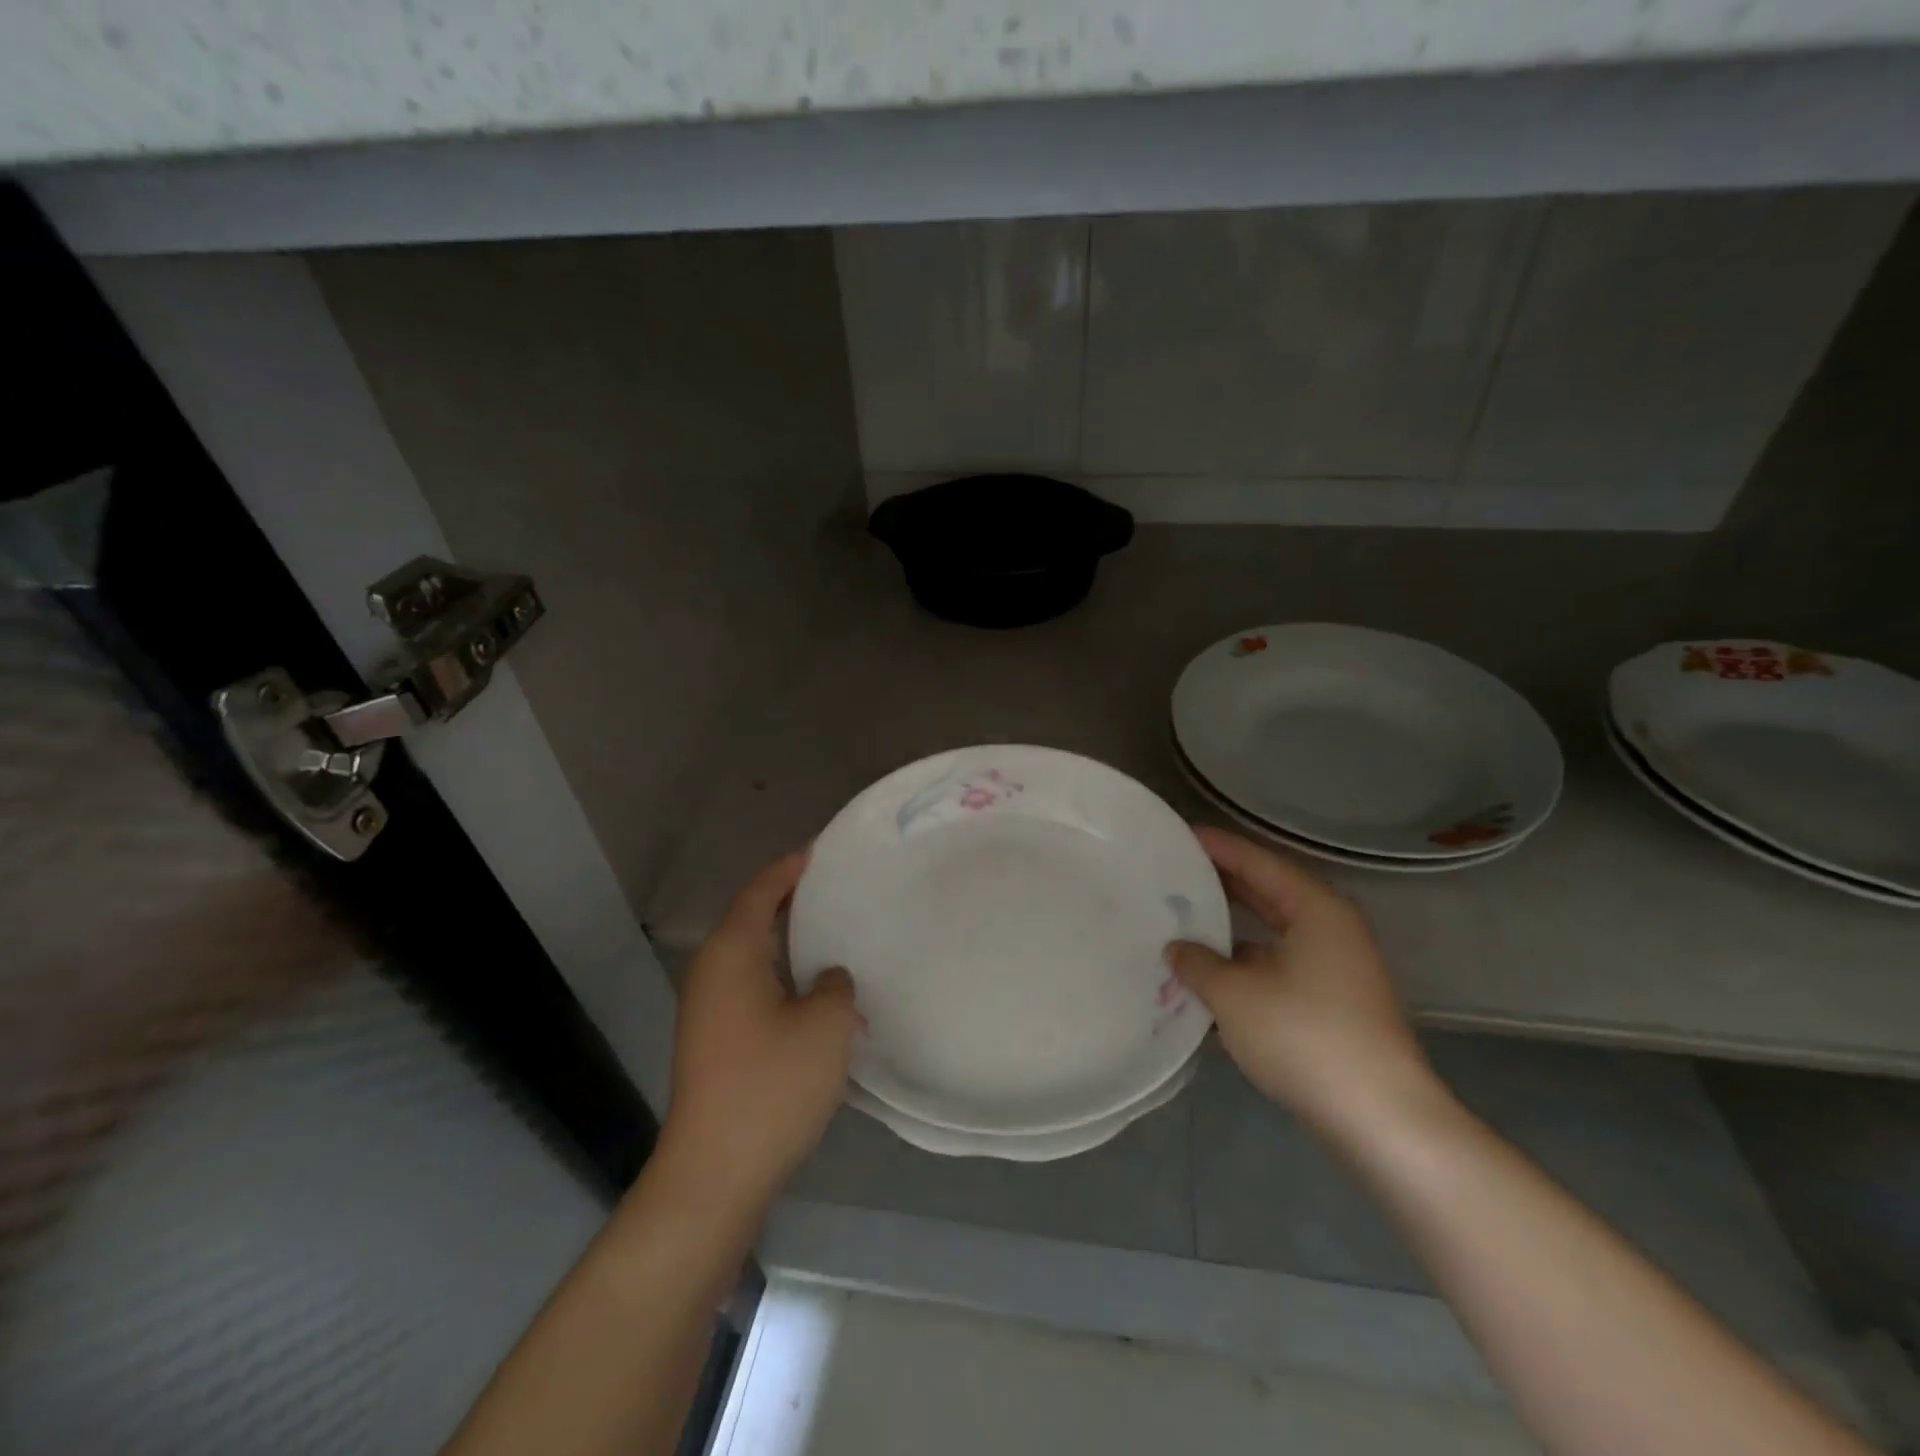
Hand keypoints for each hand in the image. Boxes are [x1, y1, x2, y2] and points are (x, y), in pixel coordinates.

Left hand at [660, 850, 858, 1206]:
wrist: (716, 1172)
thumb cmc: (772, 1084)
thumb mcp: (826, 1024)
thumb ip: (836, 985)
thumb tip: (828, 978)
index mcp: (732, 953)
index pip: (760, 891)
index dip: (790, 868)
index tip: (821, 850)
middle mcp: (711, 972)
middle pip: (750, 918)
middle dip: (789, 899)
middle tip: (834, 887)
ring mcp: (706, 1009)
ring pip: (751, 955)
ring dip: (787, 941)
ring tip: (831, 933)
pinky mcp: (712, 1040)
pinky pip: (750, 985)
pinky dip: (780, 973)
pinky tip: (814, 991)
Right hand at [1167, 827, 1440, 1139]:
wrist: (1380, 1119)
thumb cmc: (1304, 1037)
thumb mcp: (1234, 994)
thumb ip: (1198, 962)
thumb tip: (1178, 948)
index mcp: (1315, 909)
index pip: (1258, 862)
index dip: (1217, 847)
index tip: (1179, 834)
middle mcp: (1330, 929)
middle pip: (1268, 892)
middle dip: (1221, 883)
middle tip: (1174, 870)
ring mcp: (1336, 968)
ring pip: (1272, 933)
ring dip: (1230, 928)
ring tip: (1182, 919)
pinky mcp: (1333, 1003)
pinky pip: (1278, 965)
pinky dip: (1244, 964)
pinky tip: (1209, 975)